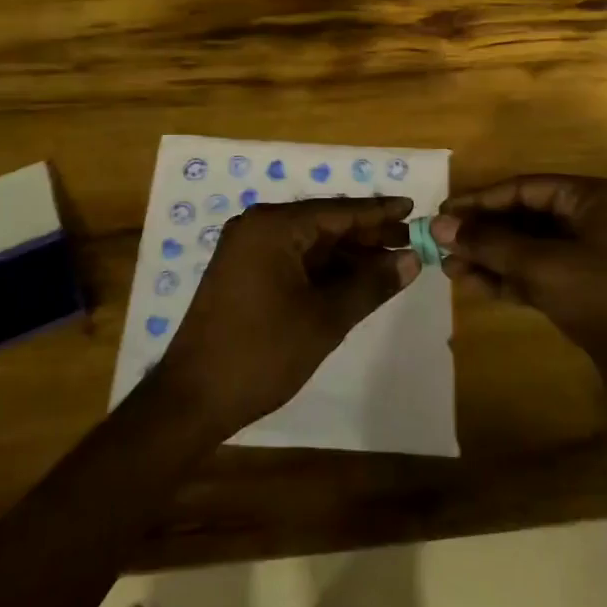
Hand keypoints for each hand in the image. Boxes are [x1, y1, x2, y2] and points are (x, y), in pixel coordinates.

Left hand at [154, 197, 417, 437]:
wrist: (192, 398)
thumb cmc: (262, 353)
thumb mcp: (325, 318)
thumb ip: (371, 284)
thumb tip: (411, 260)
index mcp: (273, 226)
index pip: (338, 210)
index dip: (379, 211)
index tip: (414, 208)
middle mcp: (257, 227)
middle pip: (324, 223)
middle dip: (367, 235)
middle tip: (411, 241)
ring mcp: (247, 250)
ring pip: (309, 243)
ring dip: (348, 255)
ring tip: (392, 264)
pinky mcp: (243, 273)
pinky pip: (293, 260)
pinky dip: (324, 269)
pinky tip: (354, 281)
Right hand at [433, 176, 606, 356]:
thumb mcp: (542, 265)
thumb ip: (489, 243)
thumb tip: (438, 225)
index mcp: (590, 199)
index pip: (524, 188)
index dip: (481, 200)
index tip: (443, 214)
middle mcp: (590, 221)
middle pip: (525, 217)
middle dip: (483, 232)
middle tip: (441, 244)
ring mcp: (589, 258)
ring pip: (528, 249)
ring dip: (490, 257)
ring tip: (448, 268)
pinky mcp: (584, 292)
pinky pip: (537, 275)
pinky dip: (507, 279)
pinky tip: (473, 285)